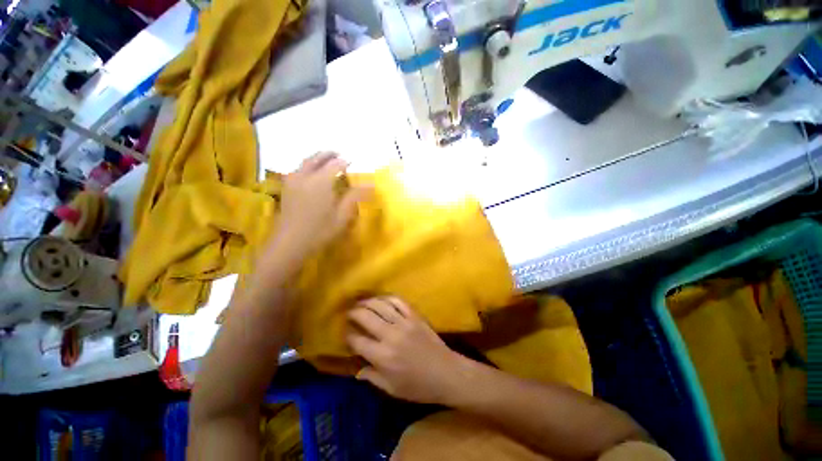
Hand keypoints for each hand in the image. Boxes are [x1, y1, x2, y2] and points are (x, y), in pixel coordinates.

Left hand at [275, 152, 369, 259]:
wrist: (290, 243)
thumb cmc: (320, 230)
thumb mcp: (342, 215)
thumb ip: (354, 197)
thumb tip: (370, 184)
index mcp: (321, 181)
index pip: (335, 164)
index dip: (344, 161)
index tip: (352, 160)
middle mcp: (305, 176)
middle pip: (317, 158)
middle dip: (328, 154)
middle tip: (338, 153)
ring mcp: (293, 181)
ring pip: (305, 162)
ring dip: (316, 157)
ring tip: (325, 158)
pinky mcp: (287, 188)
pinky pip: (297, 169)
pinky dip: (306, 165)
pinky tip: (310, 172)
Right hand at [346, 297, 466, 404]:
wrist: (446, 373)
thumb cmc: (418, 386)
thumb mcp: (392, 389)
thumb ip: (372, 377)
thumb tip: (357, 370)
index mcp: (382, 356)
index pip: (357, 341)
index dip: (348, 335)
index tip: (346, 333)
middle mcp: (390, 335)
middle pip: (366, 317)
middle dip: (353, 313)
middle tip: (348, 313)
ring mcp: (404, 322)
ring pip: (381, 305)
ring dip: (368, 301)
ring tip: (360, 302)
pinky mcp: (415, 315)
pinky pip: (398, 301)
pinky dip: (387, 297)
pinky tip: (381, 299)